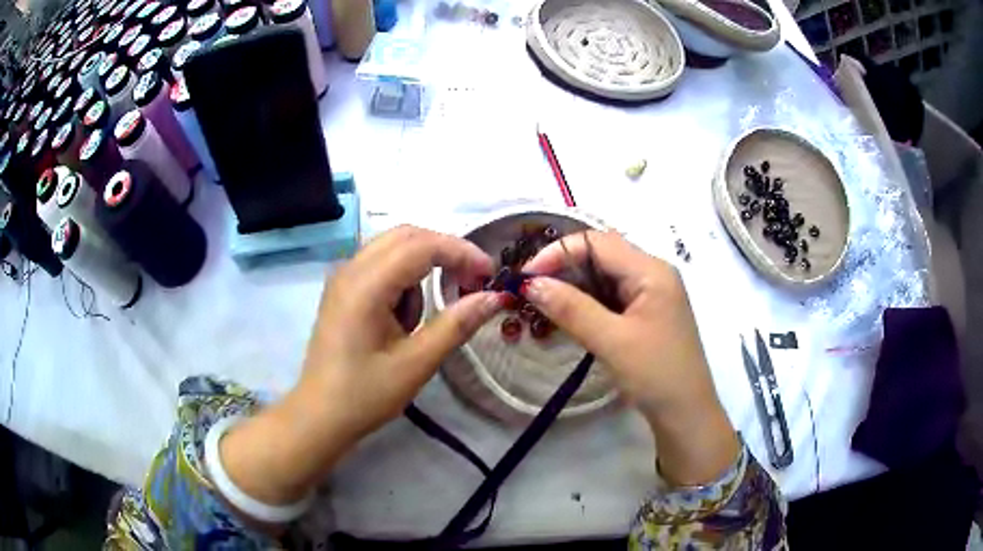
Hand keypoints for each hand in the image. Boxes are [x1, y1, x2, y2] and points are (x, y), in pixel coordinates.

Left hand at [221, 226, 501, 508]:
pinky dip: (403, 280)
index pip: (421, 245)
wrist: (320, 415)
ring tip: (422, 320)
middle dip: (444, 253)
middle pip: (407, 236)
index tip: (489, 274)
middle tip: (471, 282)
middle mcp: (351, 269)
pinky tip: (401, 319)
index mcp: (366, 285)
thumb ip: (456, 325)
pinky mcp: (342, 289)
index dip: (461, 252)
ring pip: (394, 248)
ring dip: (421, 270)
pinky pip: (381, 265)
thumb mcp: (417, 363)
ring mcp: (343, 277)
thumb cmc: (366, 394)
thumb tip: (494, 297)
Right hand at [522, 231, 738, 484]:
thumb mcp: (612, 341)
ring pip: (603, 277)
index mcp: (651, 270)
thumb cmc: (656, 375)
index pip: (597, 242)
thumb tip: (530, 284)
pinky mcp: (646, 314)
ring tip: (542, 305)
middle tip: (529, 291)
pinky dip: (586, 303)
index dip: (558, 252)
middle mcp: (652, 274)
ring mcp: (650, 294)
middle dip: (563, 269)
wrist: (685, 413)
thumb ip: (571, 308)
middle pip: (600, 255)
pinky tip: (567, 317)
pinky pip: (610, 297)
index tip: (526, 277)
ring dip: (572, 287)